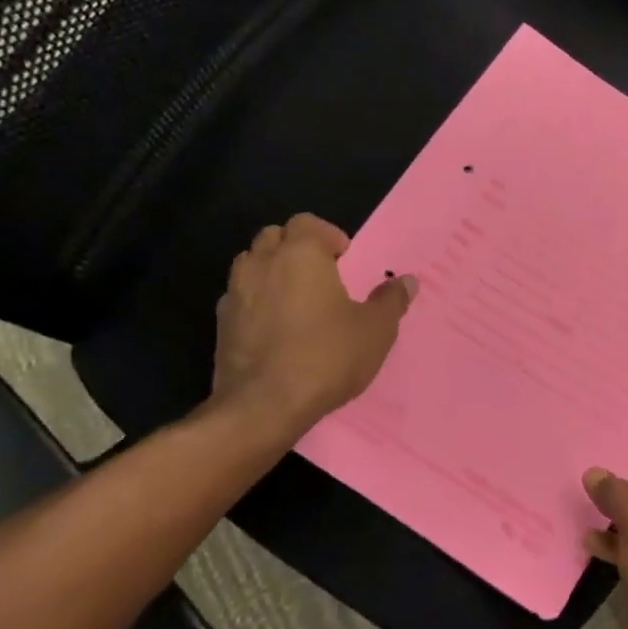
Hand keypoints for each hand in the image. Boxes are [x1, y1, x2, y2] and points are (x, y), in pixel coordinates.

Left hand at [206, 213, 416, 436]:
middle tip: (321, 276)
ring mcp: (234, 293)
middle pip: (274, 237)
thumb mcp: (375, 330)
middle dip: (296, 248)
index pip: (307, 222)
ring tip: (296, 300)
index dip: (327, 236)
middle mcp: (262, 263)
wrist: (263, 406)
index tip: (344, 260)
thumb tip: (407, 281)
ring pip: (251, 264)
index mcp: (300, 254)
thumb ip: (391, 300)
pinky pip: (239, 298)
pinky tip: (274, 329)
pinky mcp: (220, 325)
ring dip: (272, 272)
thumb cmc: (326, 356)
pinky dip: (255, 302)